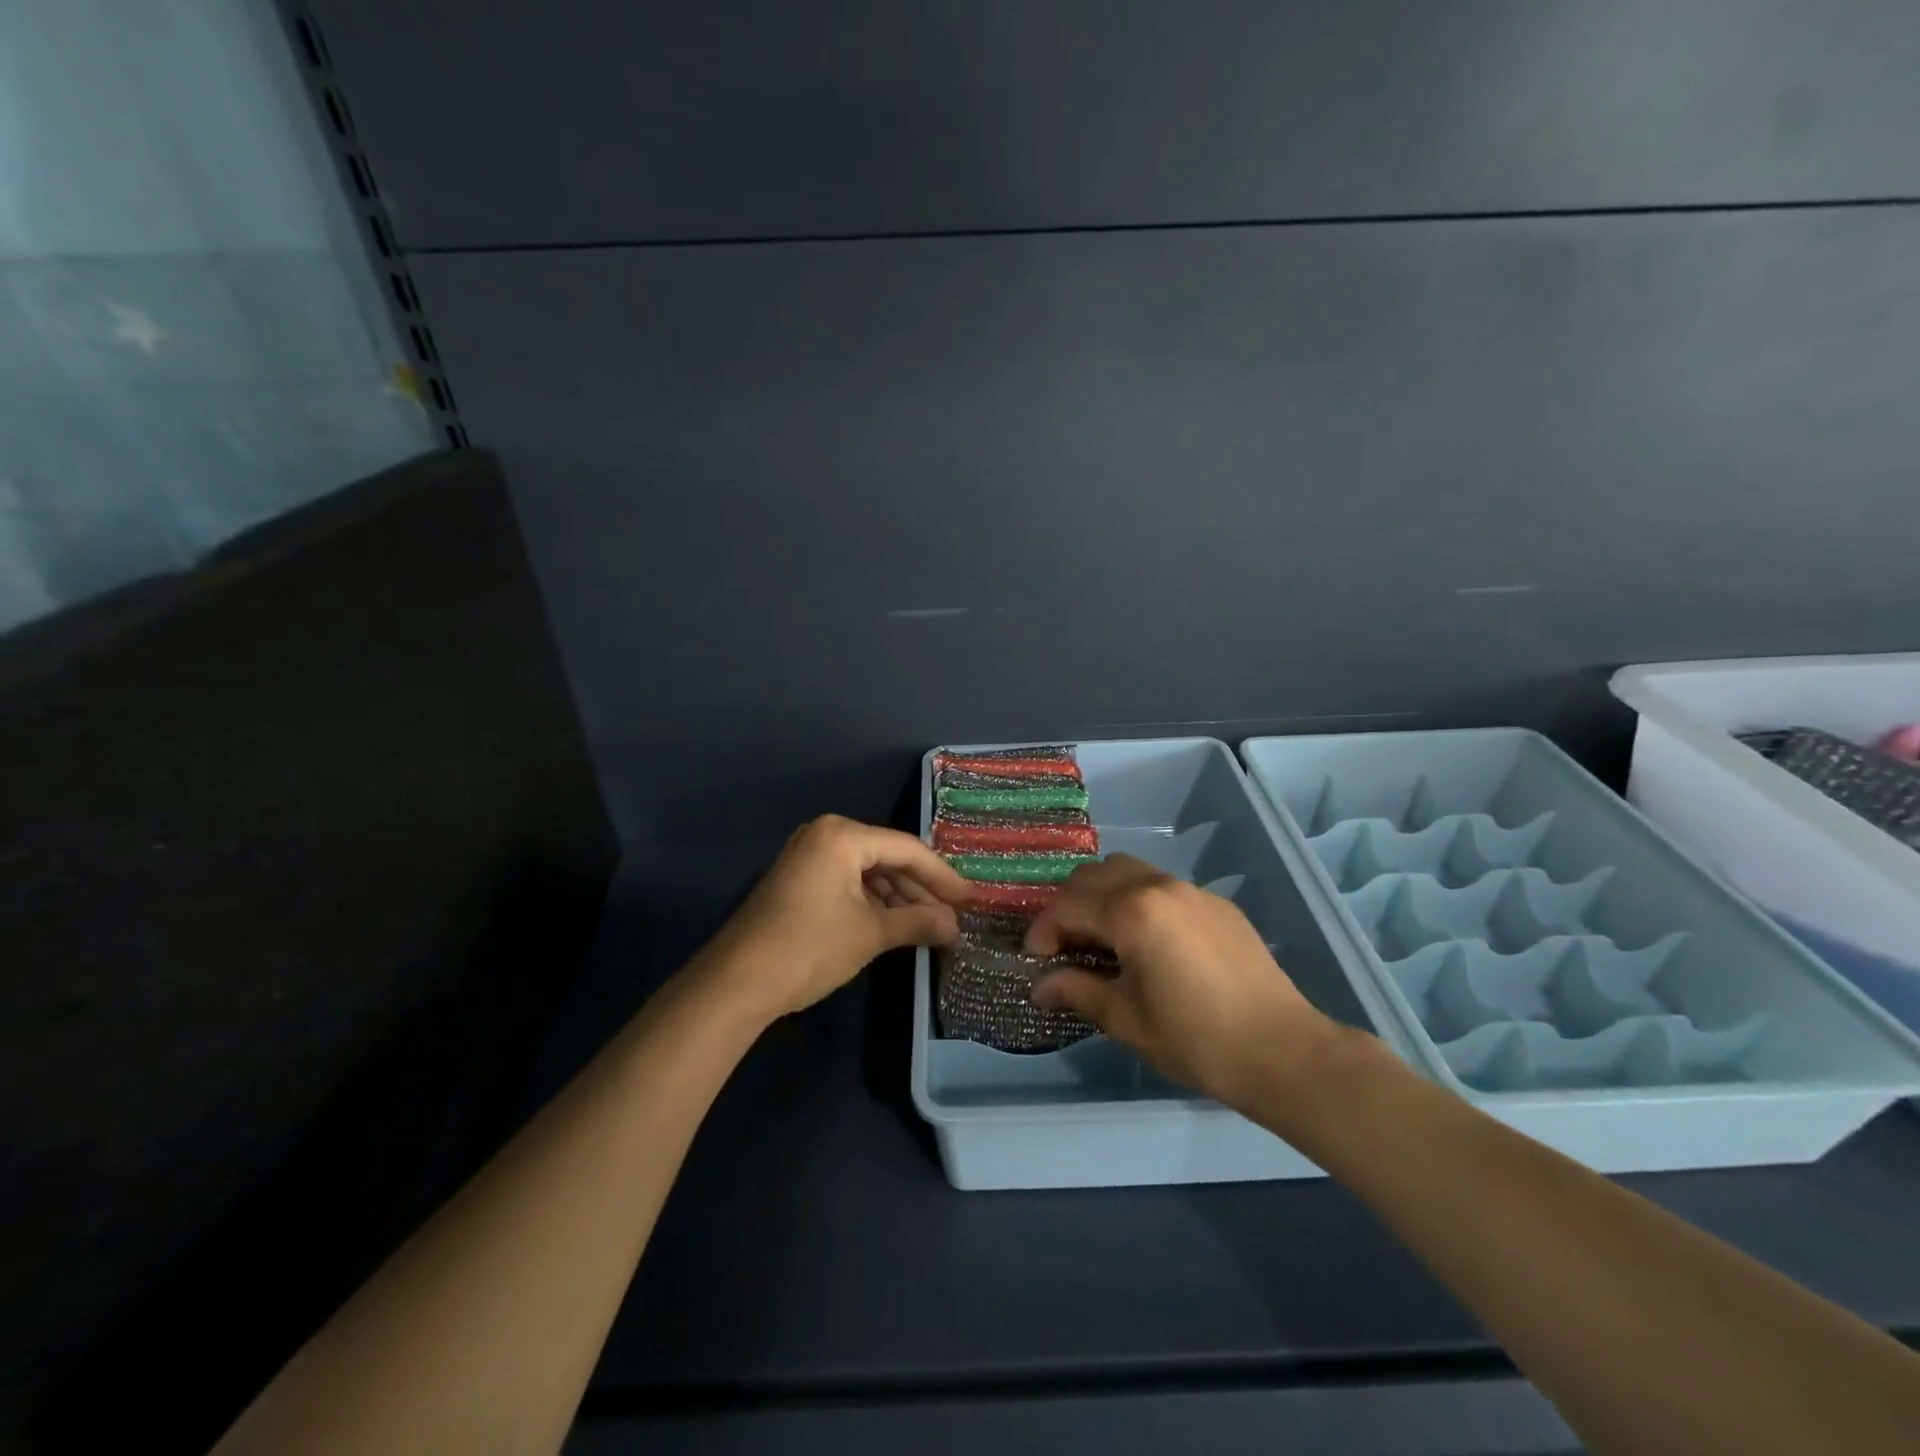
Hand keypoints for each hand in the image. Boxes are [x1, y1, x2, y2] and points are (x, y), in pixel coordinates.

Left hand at [695, 816, 969, 1025]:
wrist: (735, 983)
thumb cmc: (809, 947)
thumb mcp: (871, 933)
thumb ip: (918, 921)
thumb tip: (955, 926)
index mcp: (842, 835)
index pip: (907, 849)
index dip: (943, 876)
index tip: (971, 899)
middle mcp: (825, 835)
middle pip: (888, 858)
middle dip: (921, 889)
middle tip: (953, 916)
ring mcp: (808, 857)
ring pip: (868, 872)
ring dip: (899, 899)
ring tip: (930, 926)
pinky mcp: (799, 881)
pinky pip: (848, 883)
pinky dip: (873, 903)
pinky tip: (895, 925)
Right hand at [1025, 855, 1338, 1110]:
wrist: (1282, 1050)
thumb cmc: (1195, 1039)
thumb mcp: (1125, 1019)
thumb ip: (1076, 990)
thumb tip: (1038, 987)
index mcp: (1132, 911)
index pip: (1068, 904)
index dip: (1043, 930)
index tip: (1036, 960)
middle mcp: (1158, 886)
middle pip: (1094, 875)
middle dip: (1069, 906)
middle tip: (1065, 946)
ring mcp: (1192, 890)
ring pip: (1129, 871)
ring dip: (1103, 896)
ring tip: (1103, 939)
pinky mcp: (1216, 904)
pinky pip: (1162, 886)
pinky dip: (1138, 901)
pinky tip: (1148, 943)